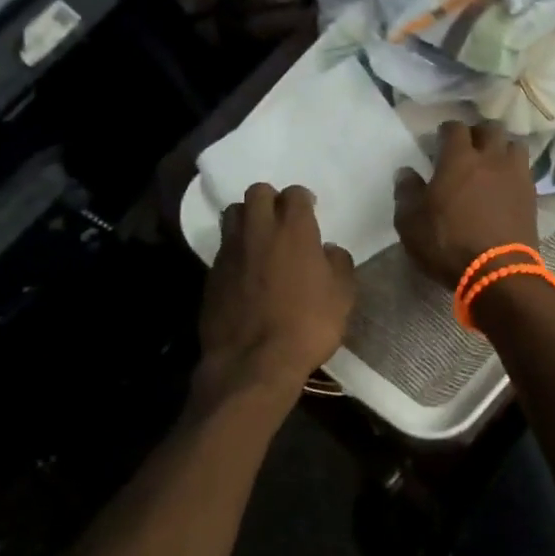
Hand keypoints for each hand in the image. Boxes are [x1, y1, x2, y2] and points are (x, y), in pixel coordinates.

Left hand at [197, 183, 355, 413]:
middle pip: (257, 192)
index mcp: (294, 230)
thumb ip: (339, 263)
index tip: (310, 211)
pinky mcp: (212, 274)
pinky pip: (223, 248)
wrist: (253, 362)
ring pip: (233, 214)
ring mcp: (230, 251)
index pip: (295, 194)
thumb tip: (328, 250)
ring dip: (248, 219)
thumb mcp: (343, 296)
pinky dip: (235, 251)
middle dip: (270, 200)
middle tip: (282, 220)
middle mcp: (258, 231)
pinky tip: (246, 271)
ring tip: (260, 240)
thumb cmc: (307, 326)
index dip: (303, 199)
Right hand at [394, 121, 540, 287]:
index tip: (439, 141)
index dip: (446, 131)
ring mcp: (515, 175)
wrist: (498, 272)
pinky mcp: (531, 195)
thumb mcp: (411, 224)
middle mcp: (490, 158)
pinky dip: (514, 170)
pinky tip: (506, 183)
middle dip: (477, 133)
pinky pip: (524, 169)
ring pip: (514, 144)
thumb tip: (406, 172)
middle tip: (467, 148)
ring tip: (492, 162)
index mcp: (458, 159)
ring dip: (502, 148)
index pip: (455, 128)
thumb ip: (406, 193)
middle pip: (490, 129)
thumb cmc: (448, 244)